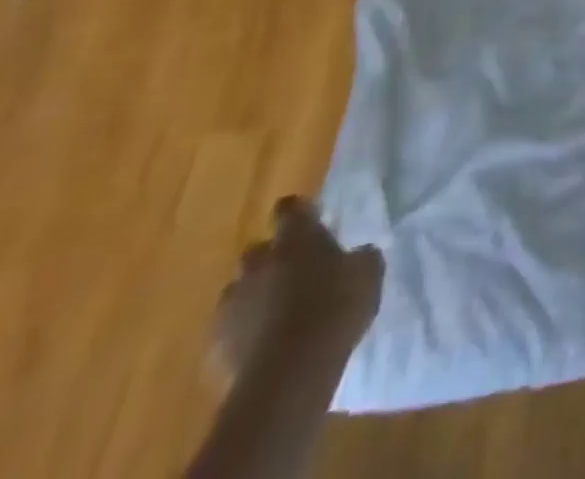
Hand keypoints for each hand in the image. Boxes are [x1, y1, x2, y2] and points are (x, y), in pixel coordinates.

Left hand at [209, 198, 382, 390]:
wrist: (287, 376)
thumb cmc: (335, 309)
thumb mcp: (368, 273)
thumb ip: (359, 257)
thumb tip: (356, 254)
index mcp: (295, 238)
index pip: (290, 208)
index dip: (299, 214)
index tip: (310, 221)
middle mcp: (258, 263)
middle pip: (258, 250)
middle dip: (272, 259)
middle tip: (296, 272)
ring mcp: (232, 305)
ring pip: (240, 291)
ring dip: (255, 296)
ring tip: (278, 314)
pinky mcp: (216, 346)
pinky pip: (230, 330)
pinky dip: (244, 333)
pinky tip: (265, 346)